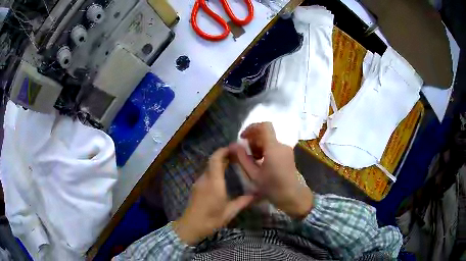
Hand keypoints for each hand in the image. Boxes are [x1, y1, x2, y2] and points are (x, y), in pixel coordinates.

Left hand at [173, 147, 255, 244]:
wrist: (191, 226)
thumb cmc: (211, 219)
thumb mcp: (229, 212)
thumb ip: (242, 202)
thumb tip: (255, 195)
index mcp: (214, 183)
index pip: (216, 159)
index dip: (223, 151)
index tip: (234, 148)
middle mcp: (205, 179)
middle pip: (212, 161)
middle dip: (223, 155)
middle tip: (237, 155)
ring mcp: (199, 183)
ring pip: (209, 167)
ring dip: (219, 163)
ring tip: (232, 164)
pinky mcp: (196, 187)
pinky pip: (206, 174)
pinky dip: (214, 170)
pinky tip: (222, 177)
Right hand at [232, 122, 313, 218]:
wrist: (293, 196)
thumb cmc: (272, 187)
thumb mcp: (254, 174)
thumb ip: (242, 158)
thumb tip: (233, 145)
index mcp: (273, 148)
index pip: (264, 126)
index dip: (251, 128)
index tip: (242, 138)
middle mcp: (281, 145)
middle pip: (265, 133)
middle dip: (253, 140)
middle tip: (245, 153)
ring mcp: (286, 150)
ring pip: (269, 140)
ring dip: (258, 146)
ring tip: (252, 160)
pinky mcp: (288, 155)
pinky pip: (274, 147)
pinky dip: (265, 150)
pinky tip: (260, 163)